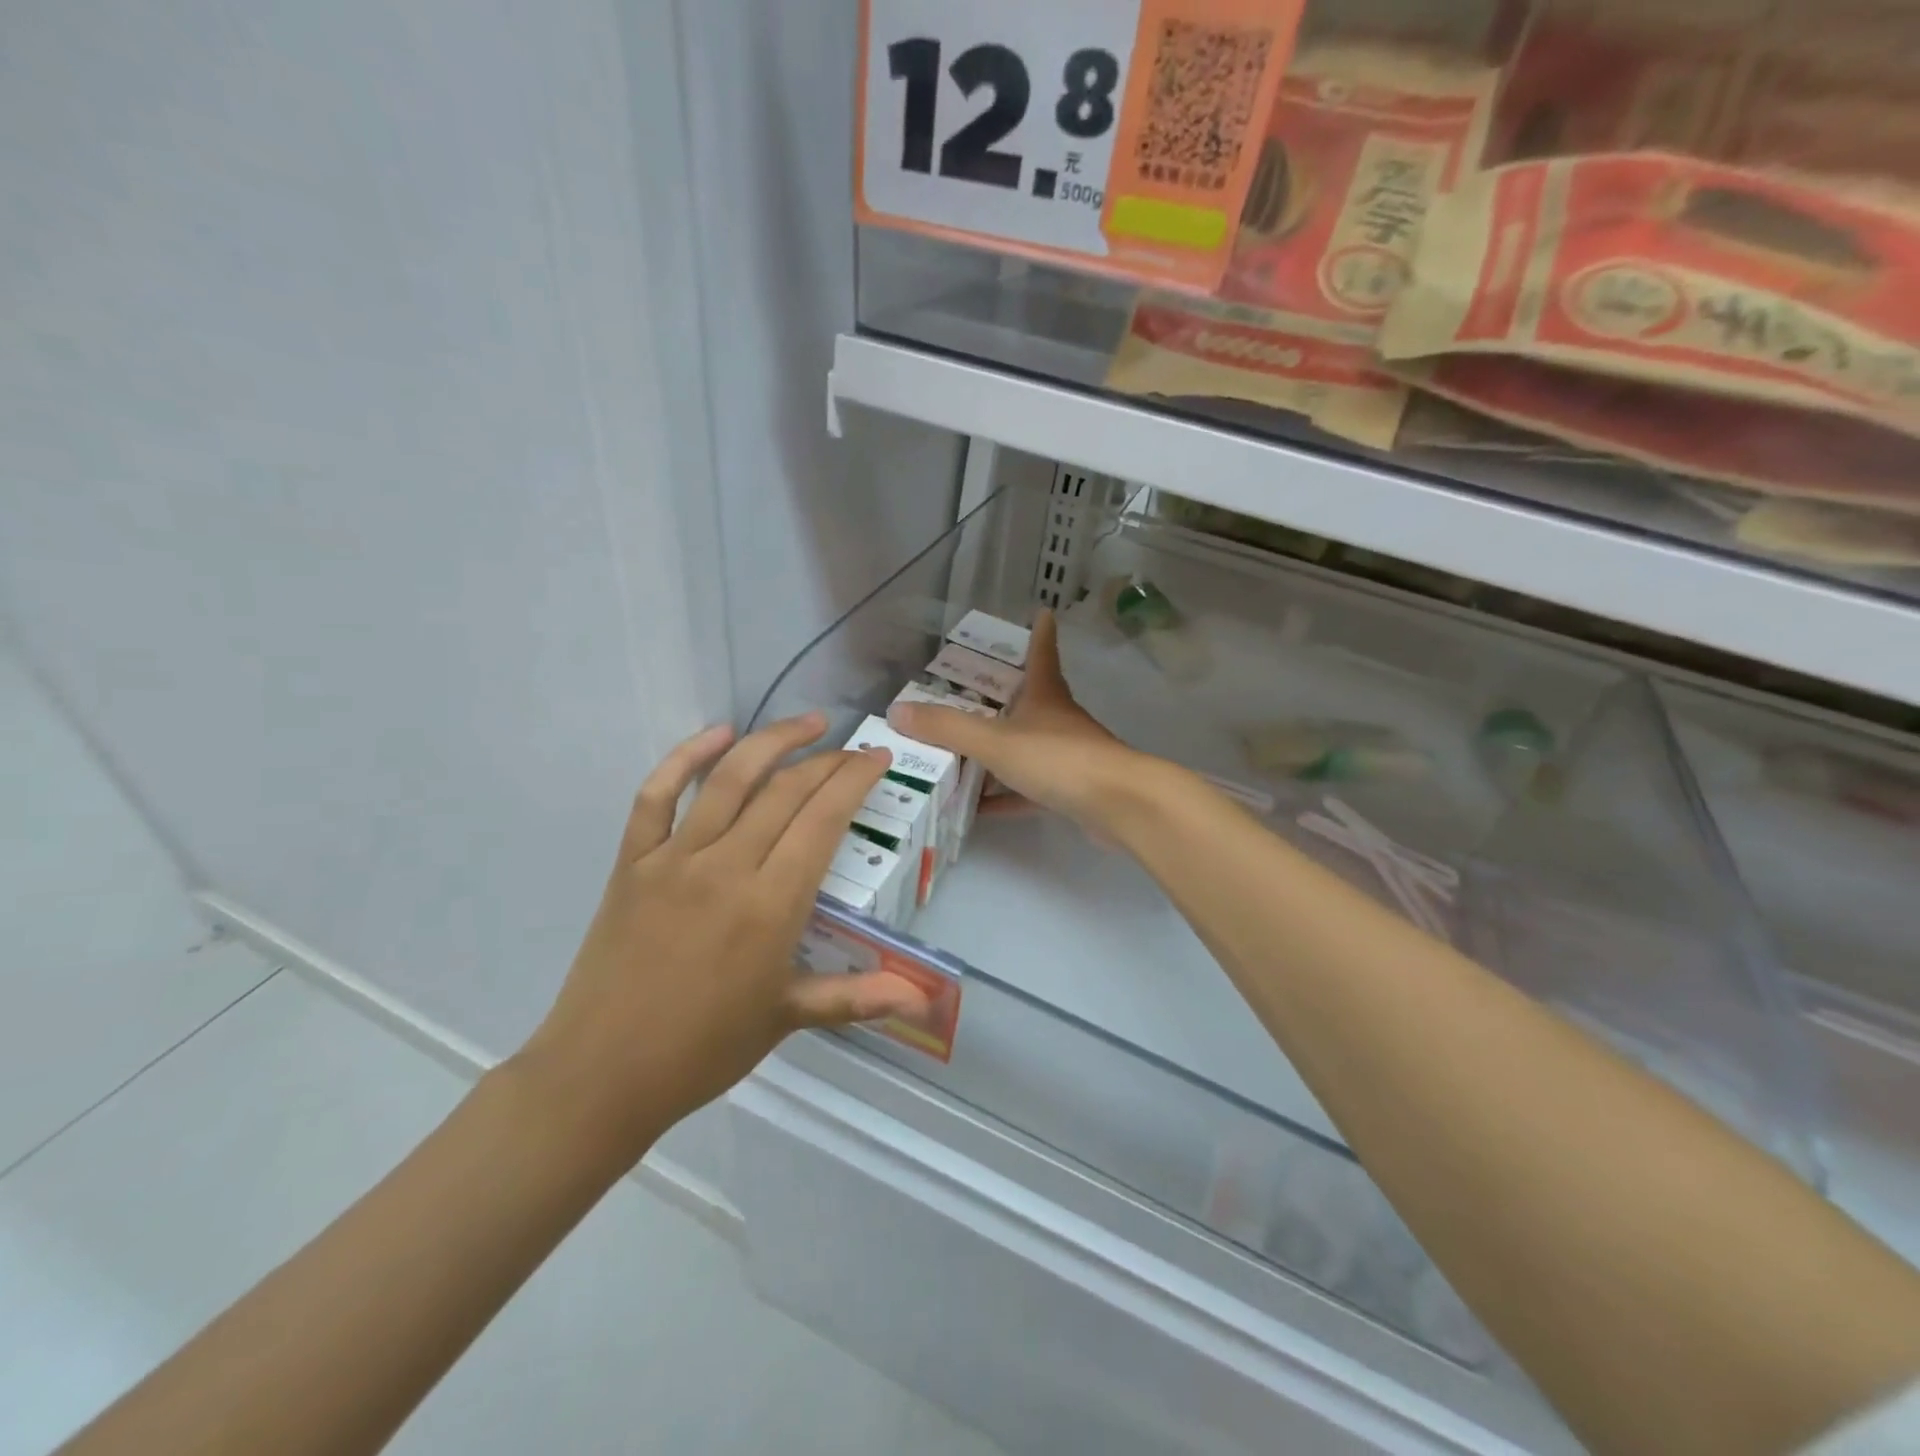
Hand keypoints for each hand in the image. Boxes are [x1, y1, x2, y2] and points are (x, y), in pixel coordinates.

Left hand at [514, 715, 931, 1166]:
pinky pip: (656, 795)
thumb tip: (922, 1002)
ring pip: (730, 778)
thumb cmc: (704, 1049)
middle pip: (786, 791)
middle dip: (828, 761)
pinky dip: (686, 757)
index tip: (878, 757)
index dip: (855, 780)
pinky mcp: (633, 861)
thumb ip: (858, 997)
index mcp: (771, 904)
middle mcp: (727, 867)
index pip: (823, 819)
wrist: (602, 1074)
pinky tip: (717, 733)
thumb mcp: (788, 1018)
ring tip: (808, 723)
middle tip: (854, 750)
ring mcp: (674, 858)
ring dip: (772, 741)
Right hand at [887, 610, 1149, 833]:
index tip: (1041, 612)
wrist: (1119, 805)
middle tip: (965, 691)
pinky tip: (977, 808)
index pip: (1041, 652)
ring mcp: (1066, 756)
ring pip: (1024, 747)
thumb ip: (947, 729)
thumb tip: (897, 712)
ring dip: (995, 752)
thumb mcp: (995, 741)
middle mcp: (1056, 720)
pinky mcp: (1069, 790)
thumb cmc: (1058, 759)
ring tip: (956, 754)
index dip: (1039, 632)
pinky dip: (1003, 796)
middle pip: (1028, 700)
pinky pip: (1027, 790)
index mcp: (1044, 695)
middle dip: (1001, 694)